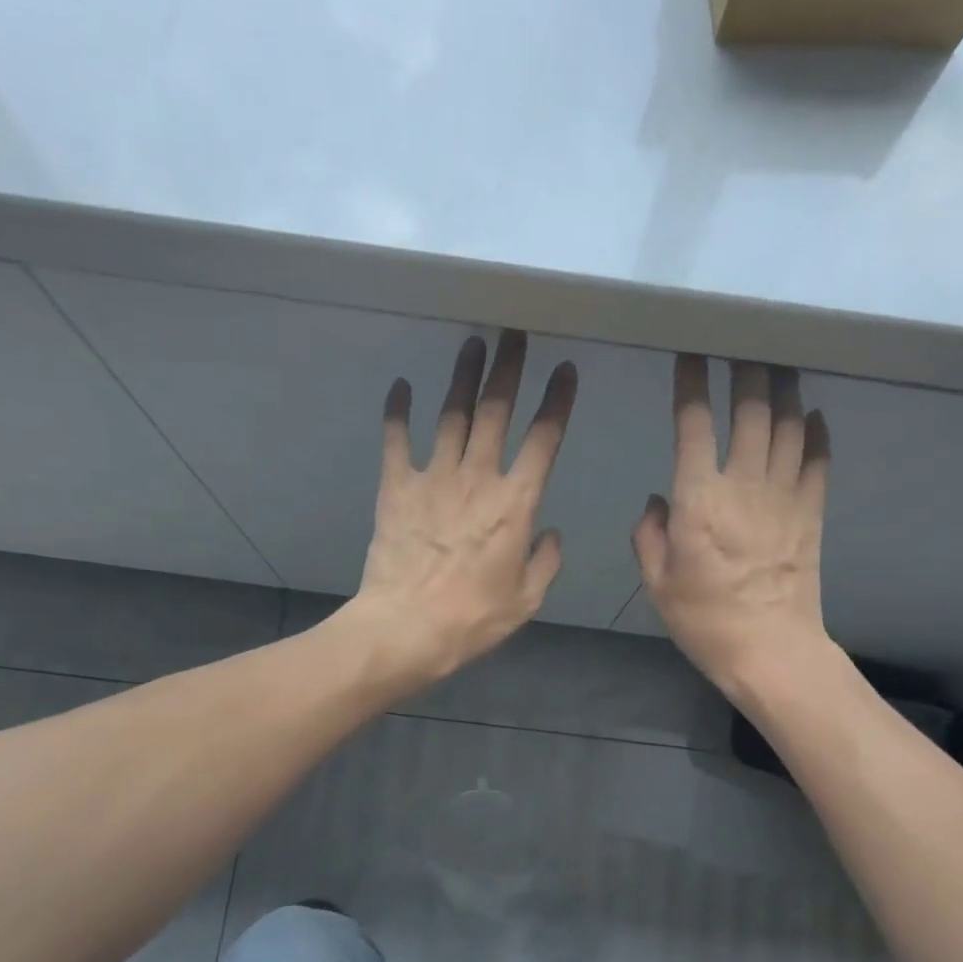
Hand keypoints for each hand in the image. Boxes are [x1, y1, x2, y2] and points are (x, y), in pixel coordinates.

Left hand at [348, 330, 576, 687]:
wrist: (407, 628)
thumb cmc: (472, 619)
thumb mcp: (526, 600)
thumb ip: (545, 562)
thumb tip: (550, 535)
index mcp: (515, 504)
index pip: (543, 440)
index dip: (557, 402)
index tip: (566, 371)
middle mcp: (477, 479)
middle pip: (496, 412)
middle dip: (509, 369)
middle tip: (515, 334)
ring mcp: (433, 478)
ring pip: (452, 416)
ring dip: (463, 377)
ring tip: (473, 344)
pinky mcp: (396, 488)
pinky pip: (397, 441)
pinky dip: (398, 412)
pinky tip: (402, 386)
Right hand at [632, 356, 831, 698]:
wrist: (770, 650)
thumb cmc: (704, 620)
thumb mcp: (658, 583)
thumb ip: (650, 535)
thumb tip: (658, 500)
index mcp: (699, 500)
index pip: (693, 426)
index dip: (690, 385)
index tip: (689, 356)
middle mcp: (744, 486)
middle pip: (751, 412)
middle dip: (746, 371)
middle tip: (743, 344)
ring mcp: (785, 497)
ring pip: (788, 427)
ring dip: (784, 390)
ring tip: (779, 364)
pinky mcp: (812, 513)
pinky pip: (818, 462)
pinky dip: (817, 434)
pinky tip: (814, 415)